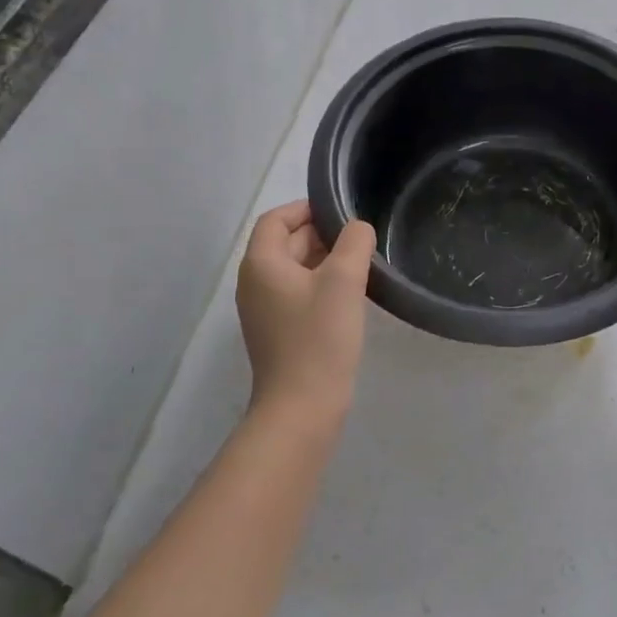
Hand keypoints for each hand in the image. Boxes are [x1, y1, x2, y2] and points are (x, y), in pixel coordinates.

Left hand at [235, 201, 375, 427]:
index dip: (306, 209)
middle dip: (321, 234)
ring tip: (361, 263)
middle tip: (360, 238)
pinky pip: (298, 294)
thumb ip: (354, 242)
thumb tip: (357, 229)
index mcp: (261, 264)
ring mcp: (265, 310)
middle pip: (285, 243)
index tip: (341, 211)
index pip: (276, 219)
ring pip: (294, 270)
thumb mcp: (343, 280)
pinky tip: (350, 295)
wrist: (302, 407)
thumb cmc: (319, 337)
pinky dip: (321, 285)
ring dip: (324, 260)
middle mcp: (255, 283)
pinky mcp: (278, 332)